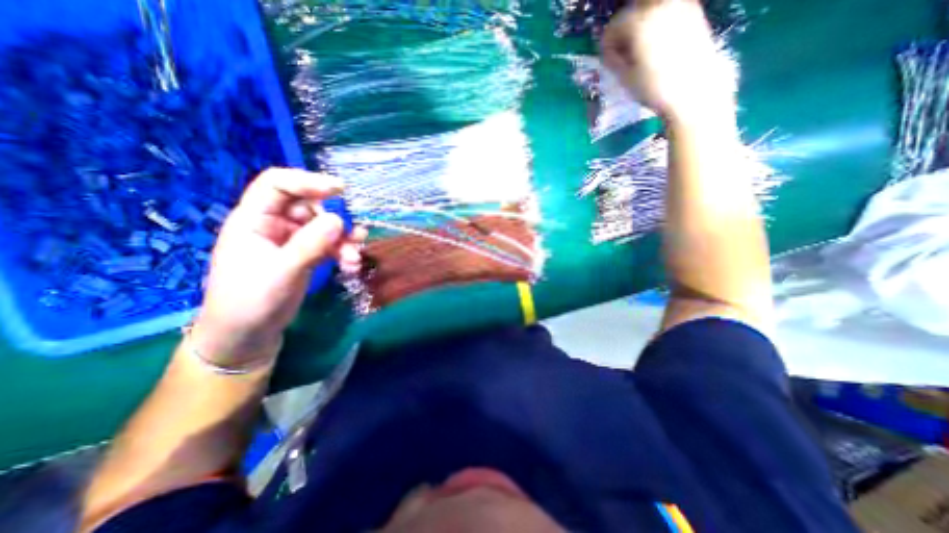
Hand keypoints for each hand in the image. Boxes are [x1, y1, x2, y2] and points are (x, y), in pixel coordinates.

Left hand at [191, 169, 366, 368]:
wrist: (248, 336)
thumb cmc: (251, 302)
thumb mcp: (281, 271)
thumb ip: (309, 244)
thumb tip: (338, 219)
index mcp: (254, 219)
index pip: (278, 185)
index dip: (308, 181)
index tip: (340, 189)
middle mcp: (273, 225)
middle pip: (309, 207)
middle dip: (334, 221)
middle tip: (353, 237)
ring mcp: (291, 241)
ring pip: (323, 227)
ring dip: (343, 240)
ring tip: (355, 257)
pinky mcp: (304, 256)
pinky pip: (329, 245)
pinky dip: (342, 252)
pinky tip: (352, 264)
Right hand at [604, 0, 736, 122]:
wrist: (694, 90)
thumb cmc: (654, 88)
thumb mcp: (625, 78)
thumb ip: (614, 61)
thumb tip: (609, 54)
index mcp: (638, 23)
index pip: (614, 27)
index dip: (607, 45)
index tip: (607, 61)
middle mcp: (659, 7)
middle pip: (633, 13)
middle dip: (624, 32)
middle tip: (623, 54)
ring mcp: (679, 6)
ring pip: (651, 10)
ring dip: (641, 27)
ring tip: (640, 50)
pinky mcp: (694, 13)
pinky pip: (668, 12)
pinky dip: (658, 25)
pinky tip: (658, 46)